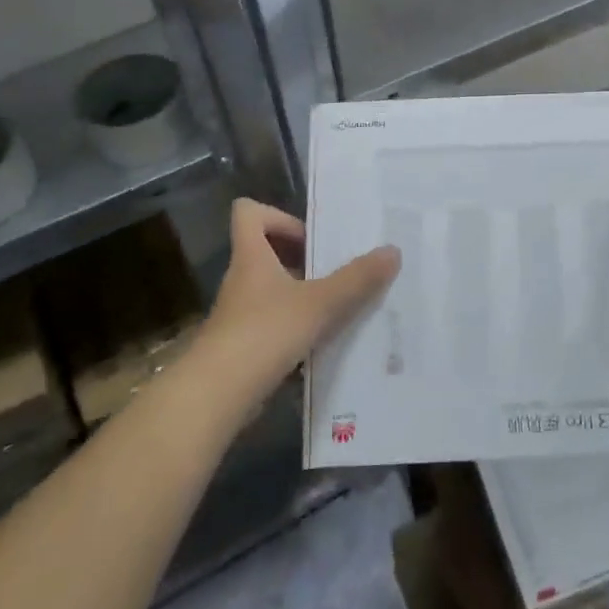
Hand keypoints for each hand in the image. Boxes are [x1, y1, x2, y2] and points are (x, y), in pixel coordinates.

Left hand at [189, 199, 399, 406]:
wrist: (216, 396)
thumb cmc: (265, 333)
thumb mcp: (320, 303)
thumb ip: (357, 279)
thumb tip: (393, 250)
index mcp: (252, 257)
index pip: (248, 213)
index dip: (278, 216)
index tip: (310, 238)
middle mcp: (242, 280)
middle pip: (266, 252)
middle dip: (303, 259)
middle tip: (336, 272)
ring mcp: (239, 315)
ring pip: (272, 291)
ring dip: (303, 296)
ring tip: (339, 309)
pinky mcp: (242, 347)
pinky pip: (273, 325)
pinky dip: (296, 329)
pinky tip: (323, 345)